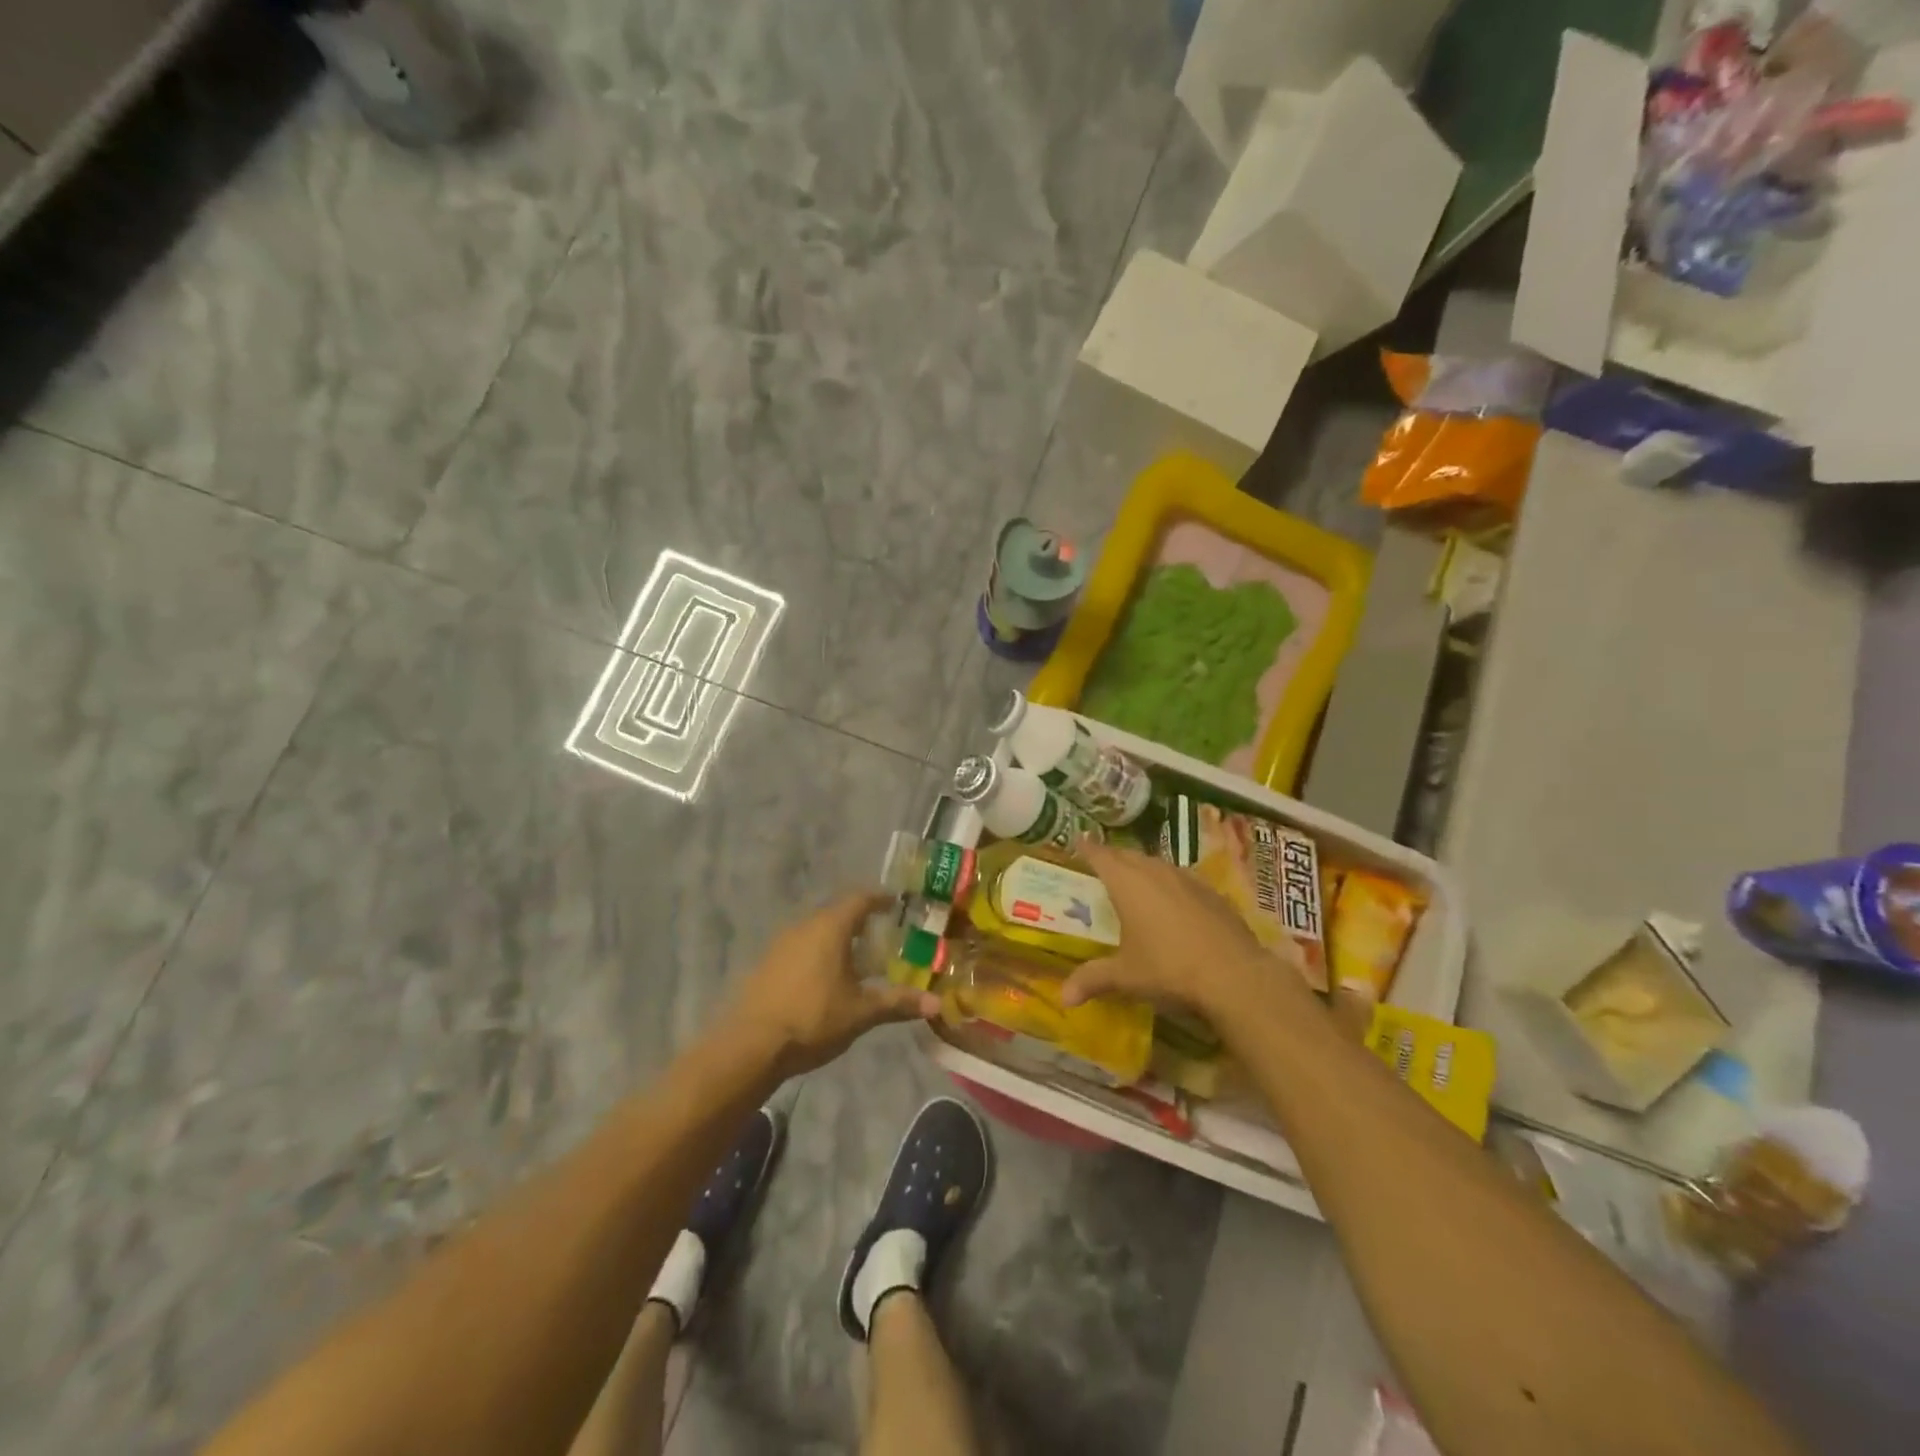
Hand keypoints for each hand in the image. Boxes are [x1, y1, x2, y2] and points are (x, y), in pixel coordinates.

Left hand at [724, 892, 939, 1077]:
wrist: (750, 1045)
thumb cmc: (813, 1019)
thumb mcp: (861, 1012)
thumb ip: (898, 1003)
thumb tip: (937, 1004)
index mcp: (830, 928)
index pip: (860, 899)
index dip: (879, 898)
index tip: (895, 903)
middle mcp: (804, 926)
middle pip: (837, 912)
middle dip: (860, 920)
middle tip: (882, 935)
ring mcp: (781, 943)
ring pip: (817, 930)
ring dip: (837, 938)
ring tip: (857, 958)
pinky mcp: (767, 963)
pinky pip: (800, 946)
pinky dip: (818, 952)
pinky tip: (825, 978)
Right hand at [1062, 843, 1307, 1024]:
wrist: (1235, 975)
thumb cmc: (1169, 969)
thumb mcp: (1125, 977)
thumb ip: (1092, 980)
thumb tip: (1063, 998)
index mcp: (1127, 883)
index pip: (1100, 856)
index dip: (1087, 849)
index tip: (1078, 842)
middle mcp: (1156, 872)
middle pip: (1129, 855)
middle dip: (1113, 858)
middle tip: (1102, 867)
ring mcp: (1188, 879)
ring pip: (1158, 865)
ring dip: (1143, 869)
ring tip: (1135, 882)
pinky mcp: (1213, 893)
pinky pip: (1183, 879)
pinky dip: (1170, 885)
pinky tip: (1173, 903)